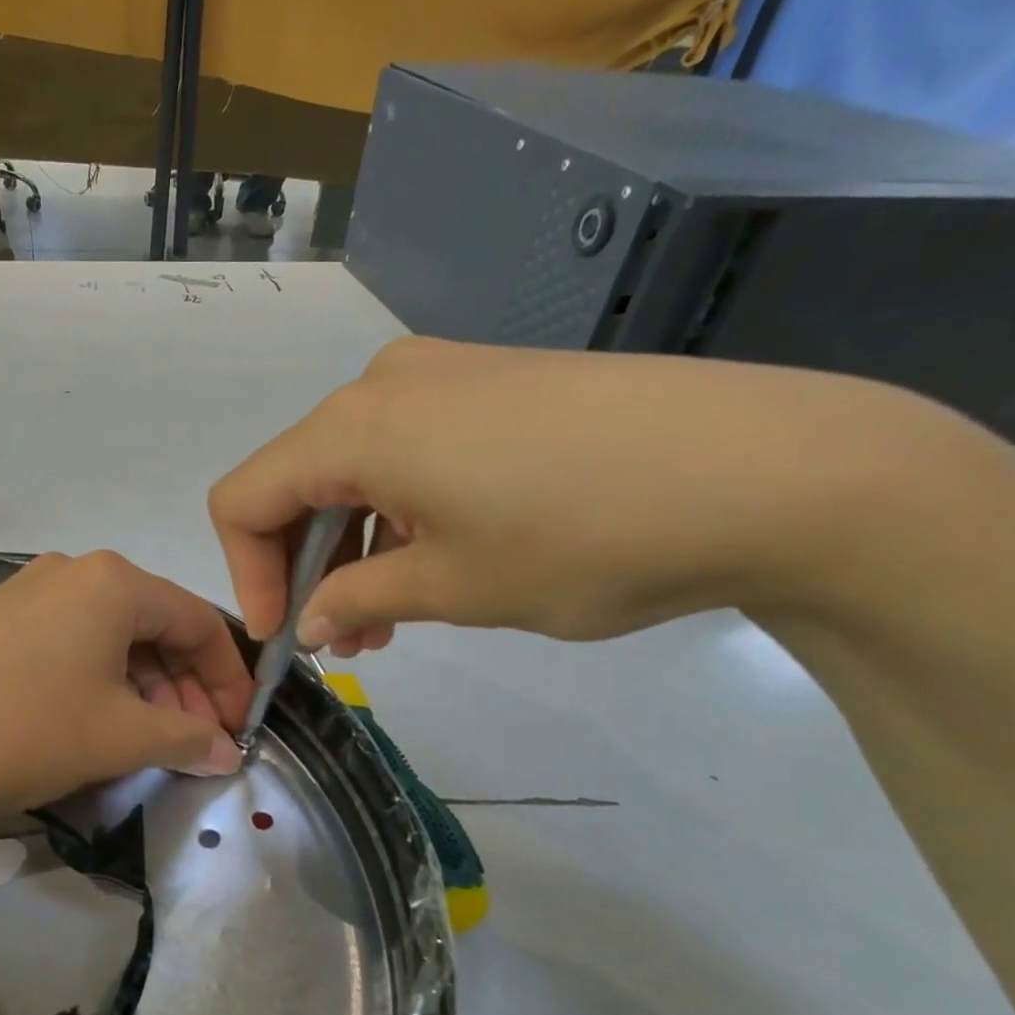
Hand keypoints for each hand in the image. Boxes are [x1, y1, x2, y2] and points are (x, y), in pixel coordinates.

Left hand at [0, 551, 251, 812]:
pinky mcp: (2, 621)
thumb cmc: (19, 727)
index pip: (200, 622)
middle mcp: (78, 572)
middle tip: (193, 746)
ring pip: (115, 639)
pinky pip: (74, 645)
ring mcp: (33, 592)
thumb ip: (184, 739)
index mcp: (116, 582)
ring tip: (147, 745)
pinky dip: (101, 684)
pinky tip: (96, 726)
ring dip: (144, 690)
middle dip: (185, 689)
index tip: (237, 730)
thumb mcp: (116, 737)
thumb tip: (223, 751)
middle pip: (157, 628)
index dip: (229, 680)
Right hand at [208, 336, 980, 649]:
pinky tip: (435, 560)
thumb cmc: (584, 538)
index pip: (244, 499)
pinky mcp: (490, 382)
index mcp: (354, 428)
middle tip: (339, 640)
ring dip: (352, 546)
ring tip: (389, 620)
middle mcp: (381, 385)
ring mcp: (441, 374)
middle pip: (295, 480)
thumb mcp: (452, 588)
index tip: (283, 638)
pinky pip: (405, 450)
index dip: (246, 575)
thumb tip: (307, 623)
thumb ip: (356, 601)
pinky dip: (396, 511)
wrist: (771, 469)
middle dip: (302, 567)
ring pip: (353, 469)